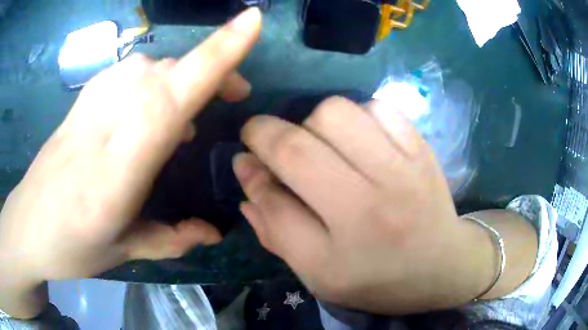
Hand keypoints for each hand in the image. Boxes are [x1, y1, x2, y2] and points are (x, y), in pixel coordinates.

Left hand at [0, 8, 260, 293]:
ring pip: (150, 65)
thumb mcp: (123, 251)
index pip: (175, 91)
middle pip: (170, 71)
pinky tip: (149, 104)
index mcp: (120, 165)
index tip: (253, 21)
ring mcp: (91, 103)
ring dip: (182, 75)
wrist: (28, 226)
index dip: (218, 52)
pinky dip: (153, 77)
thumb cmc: (71, 246)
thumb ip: (171, 239)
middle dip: (213, 69)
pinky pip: (128, 70)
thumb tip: (214, 232)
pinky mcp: (82, 99)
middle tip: (235, 95)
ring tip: (190, 111)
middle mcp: (107, 120)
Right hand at [234, 97, 496, 313]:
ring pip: (338, 112)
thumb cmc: (379, 279)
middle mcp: (376, 197)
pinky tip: (360, 140)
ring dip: (314, 123)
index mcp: (345, 241)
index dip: (252, 161)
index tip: (245, 153)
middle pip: (302, 139)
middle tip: (273, 145)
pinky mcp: (423, 148)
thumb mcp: (319, 272)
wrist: (443, 267)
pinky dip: (358, 115)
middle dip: (270, 133)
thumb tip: (246, 174)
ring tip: (322, 145)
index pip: (279, 188)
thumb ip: (276, 228)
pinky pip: (379, 107)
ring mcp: (405, 166)